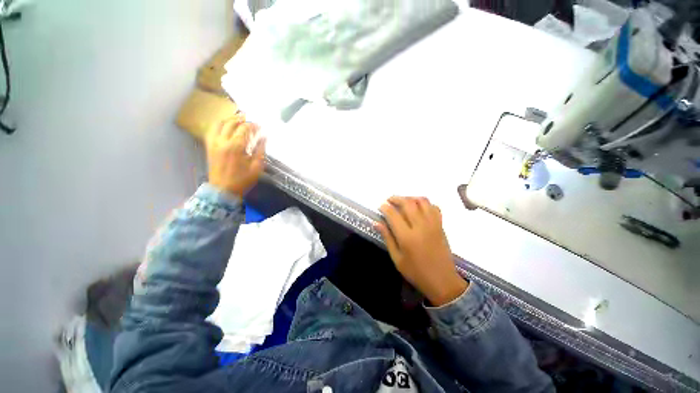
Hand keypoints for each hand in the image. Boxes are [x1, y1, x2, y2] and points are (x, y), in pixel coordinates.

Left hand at [205, 117, 265, 196]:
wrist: (223, 190)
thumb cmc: (242, 180)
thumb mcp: (256, 167)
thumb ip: (260, 150)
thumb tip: (264, 137)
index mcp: (236, 146)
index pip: (244, 129)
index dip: (253, 125)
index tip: (259, 126)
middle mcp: (223, 141)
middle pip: (231, 123)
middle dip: (241, 119)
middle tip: (249, 120)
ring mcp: (213, 143)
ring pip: (219, 124)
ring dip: (229, 119)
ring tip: (237, 118)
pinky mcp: (209, 146)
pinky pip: (211, 130)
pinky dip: (218, 125)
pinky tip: (224, 125)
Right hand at [377, 196, 467, 306]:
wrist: (442, 281)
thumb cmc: (416, 272)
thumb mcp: (397, 258)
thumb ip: (387, 238)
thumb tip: (377, 223)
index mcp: (407, 237)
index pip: (393, 215)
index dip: (385, 207)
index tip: (381, 206)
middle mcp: (420, 227)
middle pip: (408, 203)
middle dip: (396, 198)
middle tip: (389, 200)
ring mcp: (433, 224)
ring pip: (422, 201)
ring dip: (410, 197)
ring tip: (403, 201)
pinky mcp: (441, 225)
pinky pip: (434, 207)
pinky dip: (425, 203)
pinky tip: (418, 207)